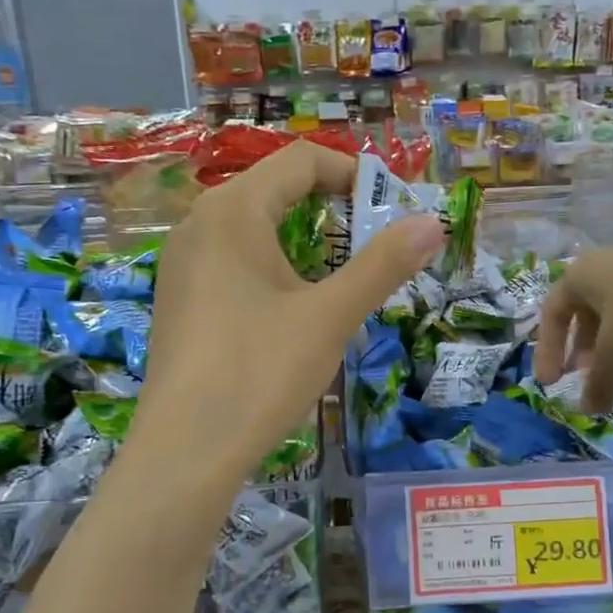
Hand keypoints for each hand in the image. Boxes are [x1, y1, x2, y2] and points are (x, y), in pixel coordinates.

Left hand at [140, 143, 442, 479]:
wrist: (185, 452)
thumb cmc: (259, 372)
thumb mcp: (330, 316)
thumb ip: (383, 265)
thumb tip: (433, 223)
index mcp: (233, 210)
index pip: (300, 161)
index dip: (352, 173)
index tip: (390, 208)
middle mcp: (199, 224)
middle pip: (275, 189)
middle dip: (331, 208)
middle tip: (372, 246)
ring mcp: (182, 263)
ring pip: (253, 227)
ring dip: (303, 239)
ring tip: (340, 279)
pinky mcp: (179, 298)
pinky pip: (233, 260)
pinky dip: (272, 266)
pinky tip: (291, 309)